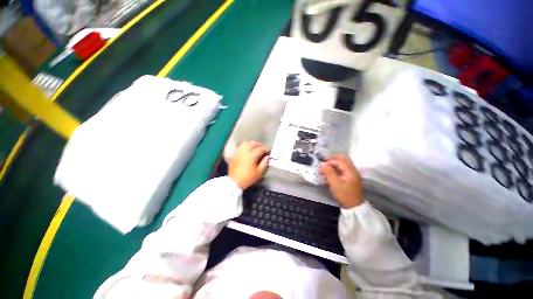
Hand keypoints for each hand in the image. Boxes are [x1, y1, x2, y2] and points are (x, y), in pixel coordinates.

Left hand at [228, 141, 269, 189]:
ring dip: (251, 144)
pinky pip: (240, 147)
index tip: (268, 151)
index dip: (265, 149)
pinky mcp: (234, 155)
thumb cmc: (248, 178)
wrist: (234, 182)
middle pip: (252, 143)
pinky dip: (245, 147)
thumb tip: (268, 157)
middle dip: (258, 144)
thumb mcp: (259, 173)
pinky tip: (248, 151)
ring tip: (255, 148)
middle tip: (262, 148)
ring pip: (245, 143)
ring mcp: (238, 152)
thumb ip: (264, 163)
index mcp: (251, 156)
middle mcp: (244, 152)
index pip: (260, 149)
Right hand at [320, 156, 362, 208]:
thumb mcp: (335, 184)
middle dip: (333, 159)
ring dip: (334, 163)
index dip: (330, 161)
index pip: (340, 161)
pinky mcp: (351, 177)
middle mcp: (353, 170)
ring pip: (343, 163)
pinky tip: (330, 173)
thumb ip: (329, 173)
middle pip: (343, 159)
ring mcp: (353, 174)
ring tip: (326, 168)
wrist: (354, 206)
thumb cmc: (344, 195)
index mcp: (351, 171)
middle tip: (324, 163)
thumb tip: (322, 164)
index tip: (322, 166)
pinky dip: (336, 168)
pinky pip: (343, 168)